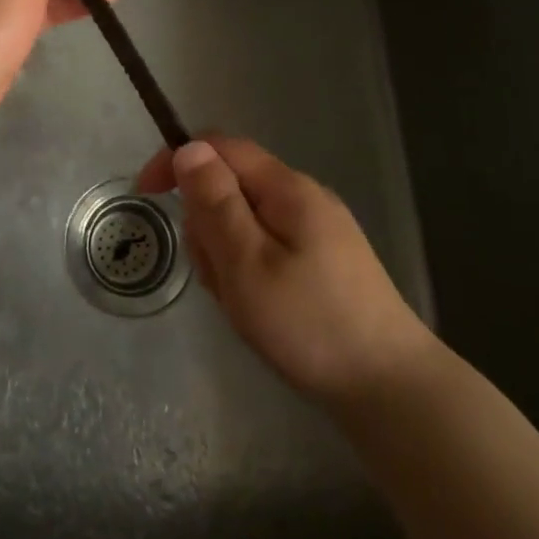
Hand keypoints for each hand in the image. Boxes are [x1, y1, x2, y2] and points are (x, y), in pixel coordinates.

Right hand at [137, 136, 431, 408]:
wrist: (392, 392)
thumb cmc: (310, 325)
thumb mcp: (247, 263)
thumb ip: (215, 202)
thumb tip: (188, 147)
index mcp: (286, 188)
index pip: (220, 147)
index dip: (178, 160)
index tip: (145, 195)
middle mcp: (303, 198)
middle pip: (231, 186)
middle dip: (207, 224)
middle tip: (218, 278)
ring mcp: (318, 231)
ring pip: (246, 221)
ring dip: (227, 254)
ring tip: (242, 304)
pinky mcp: (324, 263)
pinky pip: (267, 248)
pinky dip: (250, 271)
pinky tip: (261, 312)